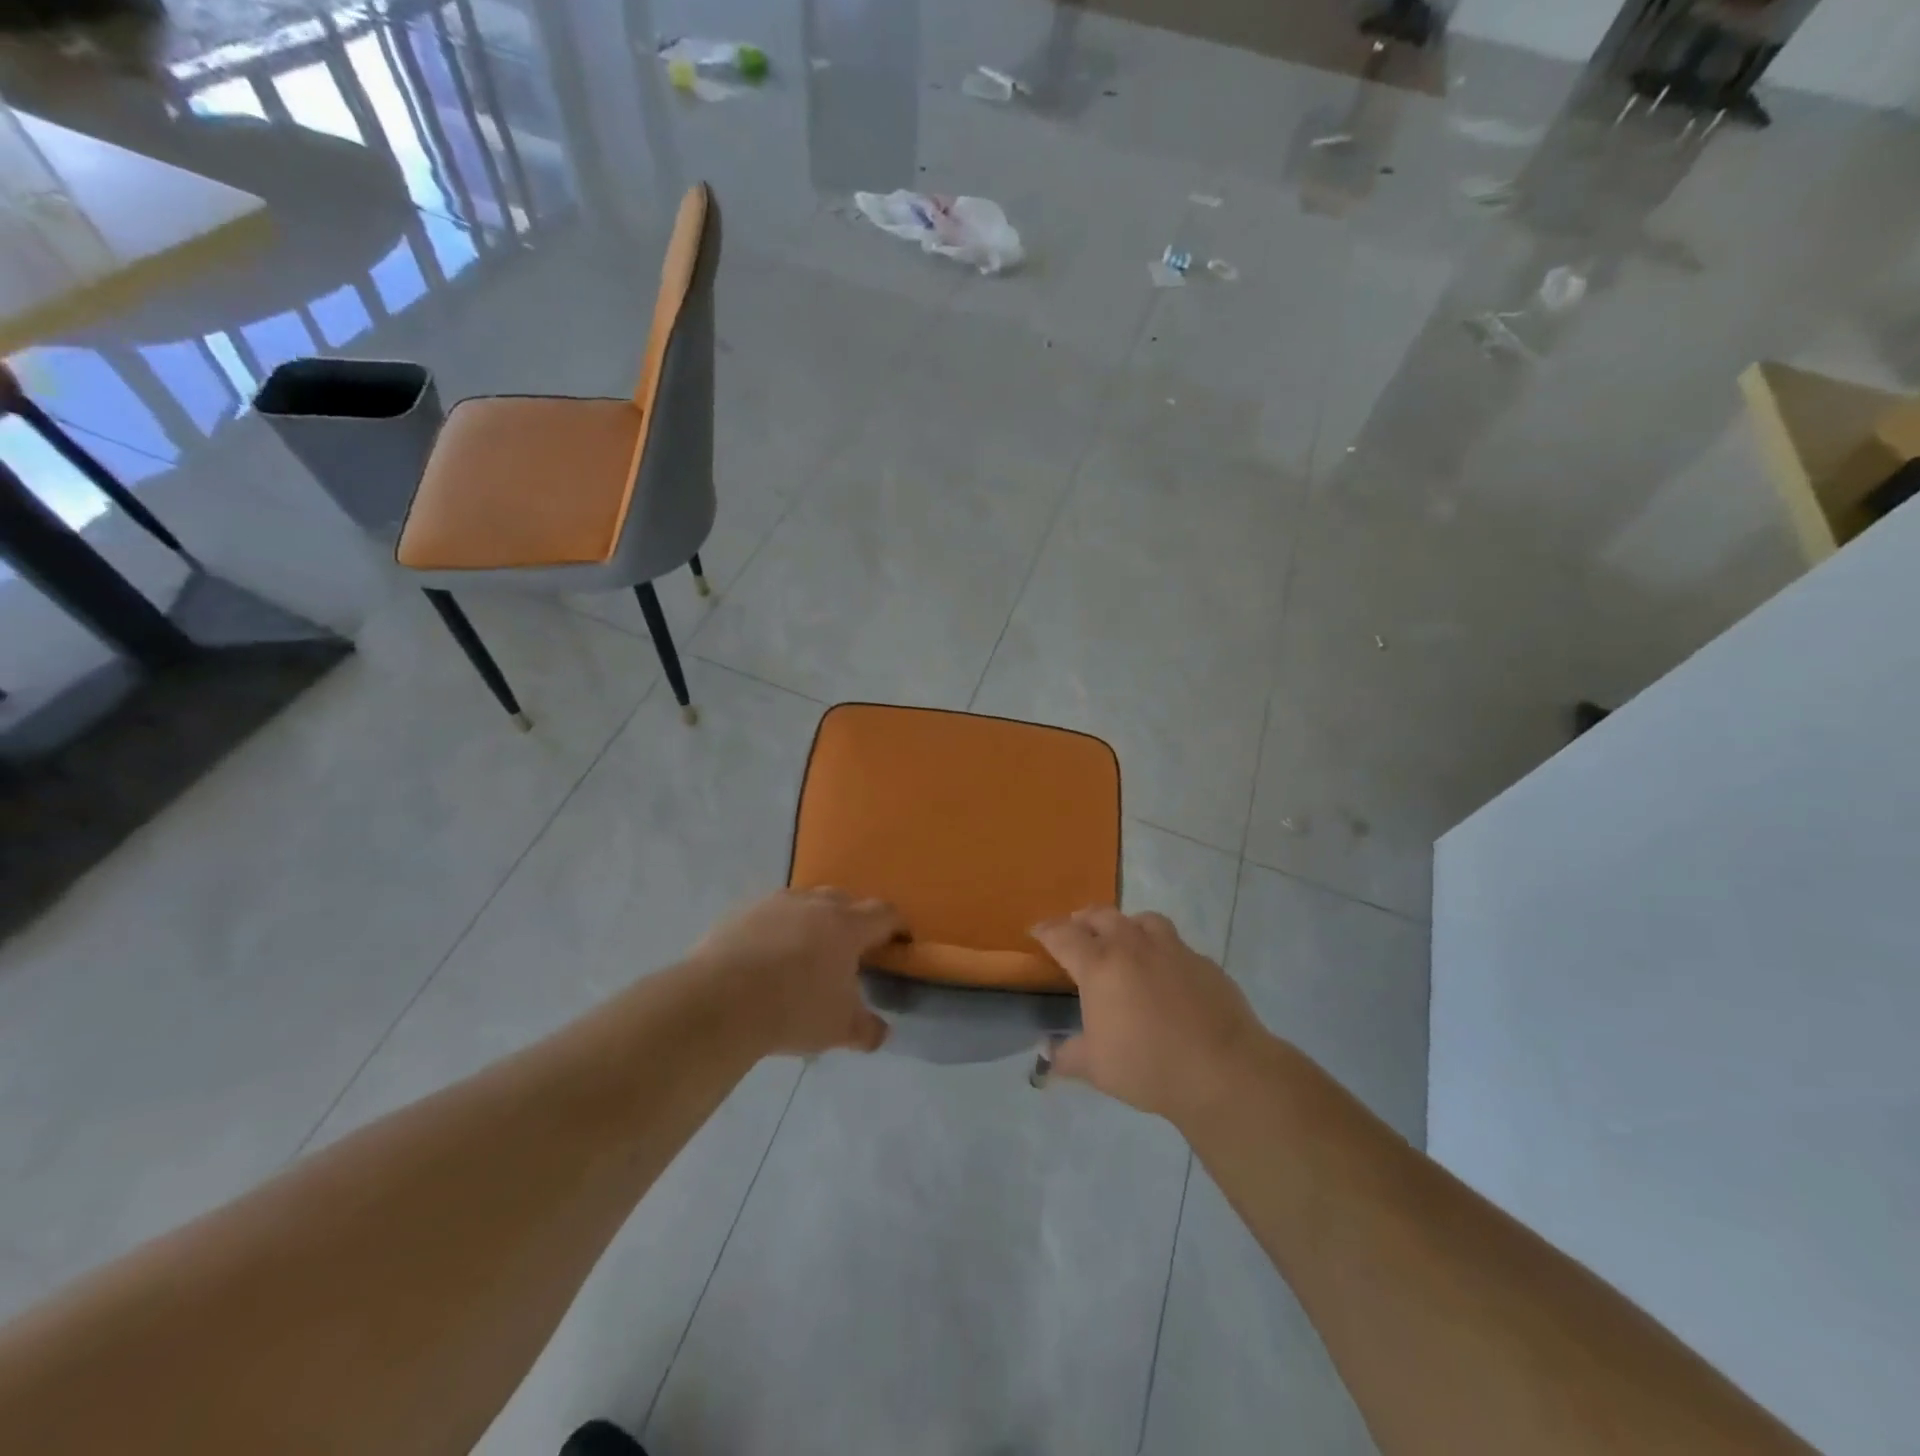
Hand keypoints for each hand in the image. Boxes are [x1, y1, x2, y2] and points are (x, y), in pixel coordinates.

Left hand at [692, 889, 905, 1056]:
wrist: (719, 1001)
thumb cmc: (793, 1010)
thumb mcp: (838, 1028)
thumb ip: (866, 1029)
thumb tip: (882, 1033)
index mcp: (848, 926)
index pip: (885, 914)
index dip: (897, 926)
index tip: (900, 942)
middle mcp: (815, 904)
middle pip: (845, 900)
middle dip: (854, 920)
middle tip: (851, 950)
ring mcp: (776, 903)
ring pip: (806, 902)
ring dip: (813, 920)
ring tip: (806, 951)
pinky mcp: (742, 911)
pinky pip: (770, 914)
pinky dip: (777, 928)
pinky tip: (766, 956)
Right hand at [1032, 907, 1263, 1124]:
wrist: (1223, 1070)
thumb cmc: (1148, 1066)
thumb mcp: (1096, 1067)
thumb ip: (1067, 1056)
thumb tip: (1047, 1055)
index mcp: (1100, 965)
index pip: (1063, 935)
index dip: (1046, 930)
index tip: (1037, 931)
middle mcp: (1133, 946)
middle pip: (1102, 915)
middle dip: (1084, 919)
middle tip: (1077, 930)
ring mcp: (1173, 950)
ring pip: (1143, 920)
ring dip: (1127, 925)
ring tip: (1124, 941)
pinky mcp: (1204, 962)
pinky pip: (1176, 946)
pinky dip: (1162, 951)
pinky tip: (1166, 974)